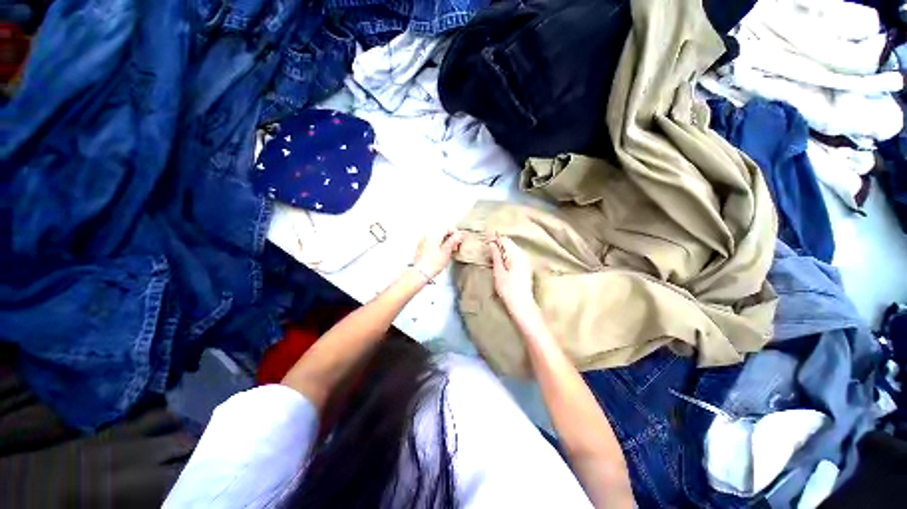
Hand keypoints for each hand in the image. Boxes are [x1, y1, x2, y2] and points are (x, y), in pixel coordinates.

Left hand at [412, 229, 465, 279]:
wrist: (421, 273)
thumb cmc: (432, 264)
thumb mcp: (446, 252)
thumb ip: (453, 241)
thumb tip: (458, 235)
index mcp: (434, 234)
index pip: (447, 227)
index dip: (455, 233)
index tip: (459, 240)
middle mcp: (427, 235)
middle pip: (441, 231)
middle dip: (449, 238)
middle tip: (454, 247)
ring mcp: (422, 240)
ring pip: (437, 236)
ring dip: (444, 241)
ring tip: (448, 252)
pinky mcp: (420, 246)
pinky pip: (431, 241)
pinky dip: (437, 244)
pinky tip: (440, 253)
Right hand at [488, 237, 537, 316]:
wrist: (522, 304)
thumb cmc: (508, 289)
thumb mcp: (498, 271)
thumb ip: (496, 256)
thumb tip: (492, 244)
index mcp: (516, 255)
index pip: (505, 240)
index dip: (495, 238)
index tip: (485, 238)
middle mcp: (523, 255)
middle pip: (510, 243)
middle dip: (499, 242)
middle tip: (487, 244)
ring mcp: (526, 261)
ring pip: (513, 248)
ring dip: (503, 248)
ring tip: (492, 251)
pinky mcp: (526, 267)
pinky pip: (516, 254)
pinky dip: (508, 254)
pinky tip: (501, 259)